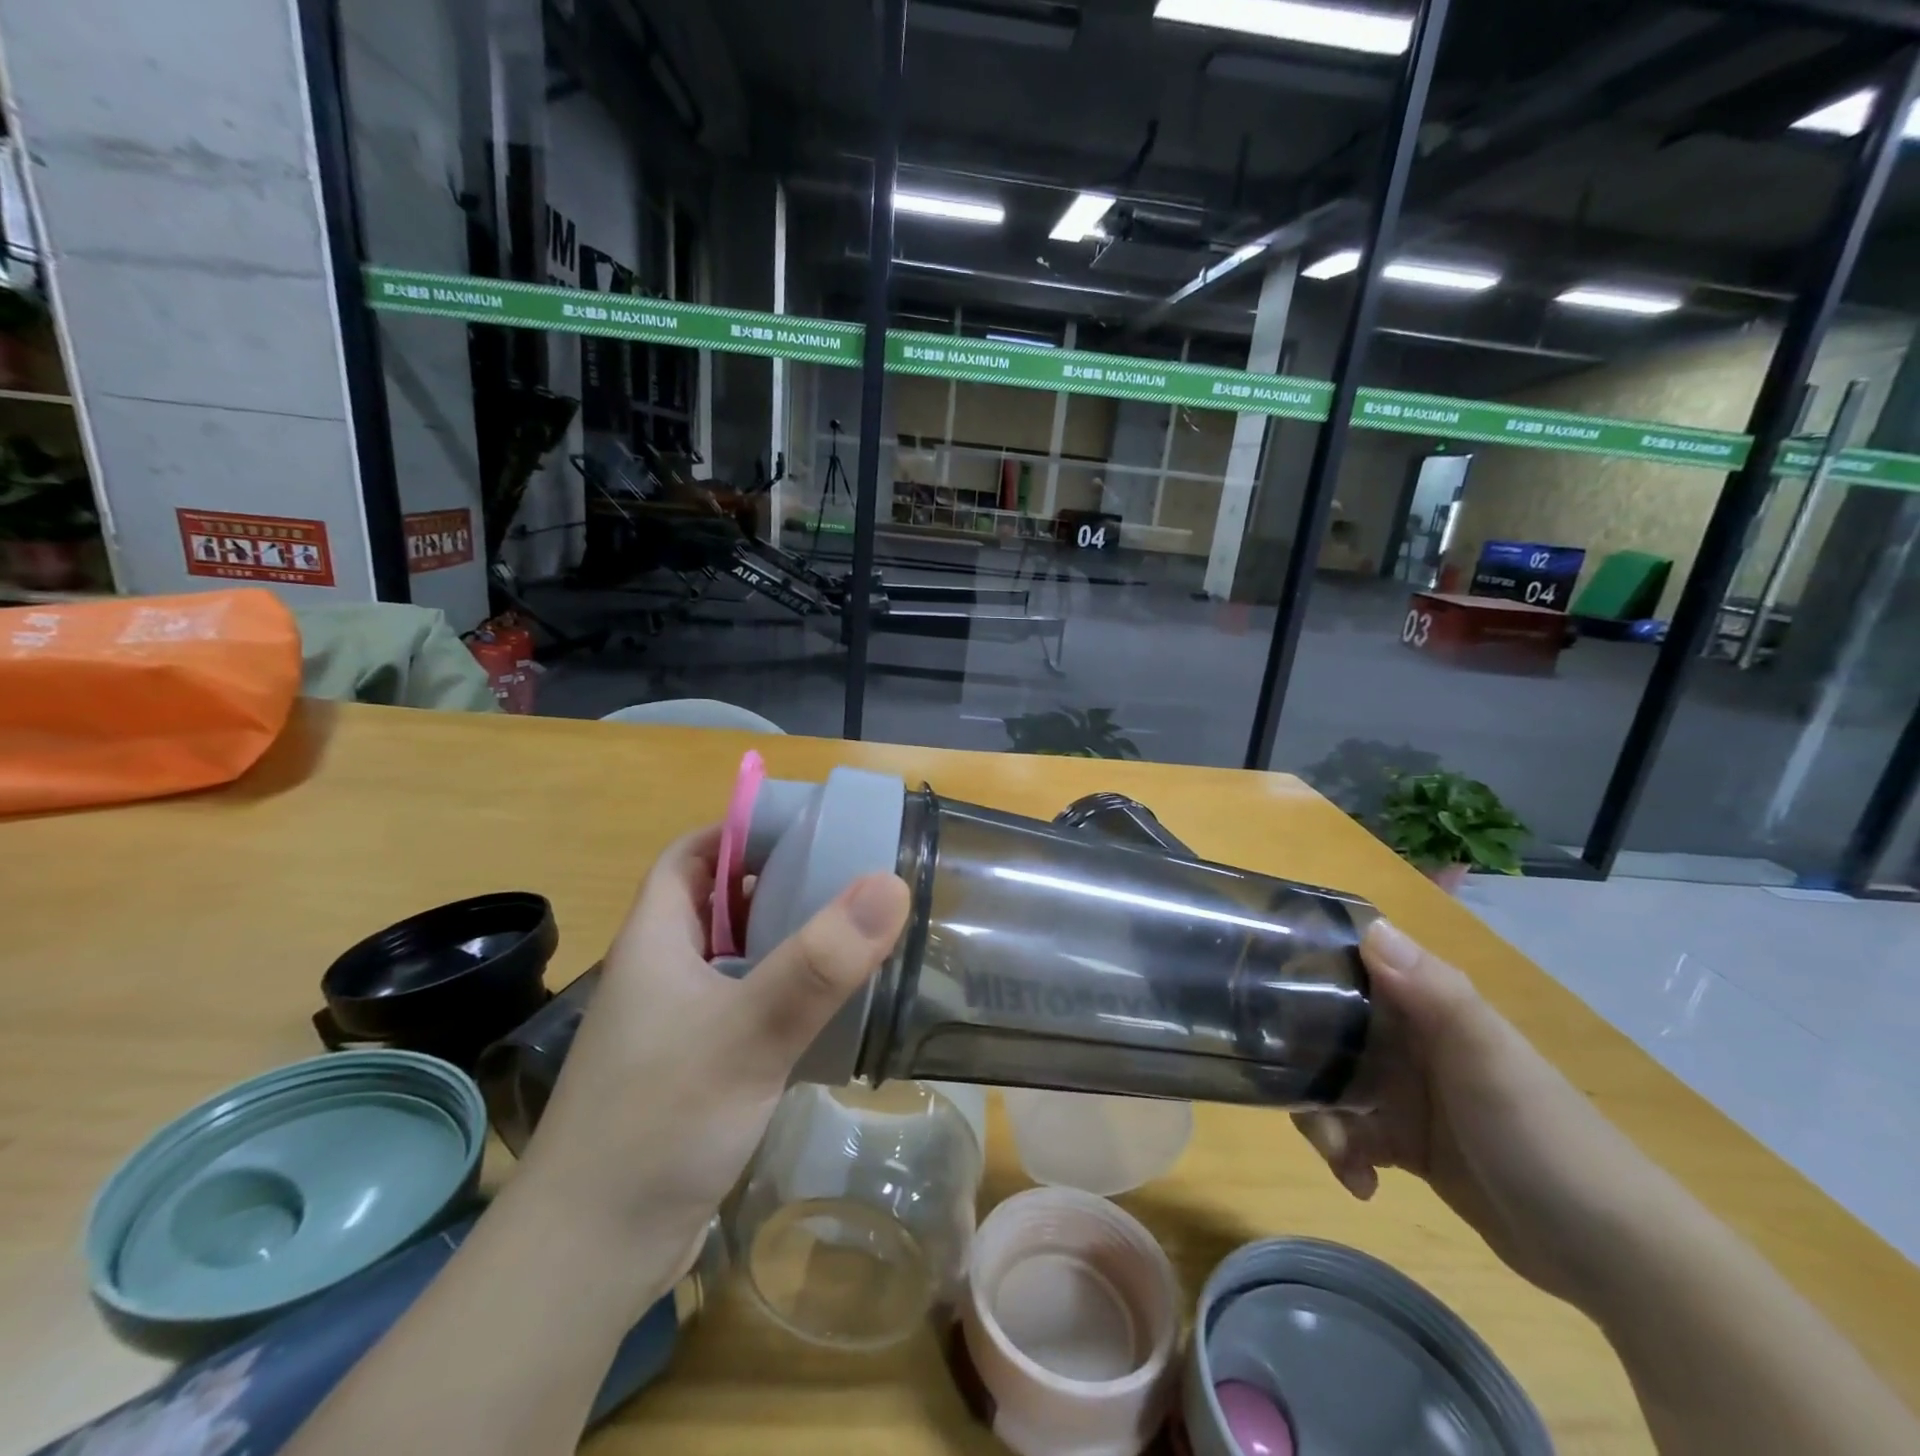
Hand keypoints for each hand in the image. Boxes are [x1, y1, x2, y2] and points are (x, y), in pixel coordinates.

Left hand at [513, 826, 910, 1295]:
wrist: (588, 1260)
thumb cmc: (658, 1125)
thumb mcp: (746, 1034)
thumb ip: (819, 962)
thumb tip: (889, 884)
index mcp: (656, 941)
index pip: (690, 855)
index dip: (739, 831)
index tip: (806, 825)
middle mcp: (662, 974)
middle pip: (719, 904)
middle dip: (778, 882)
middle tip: (848, 876)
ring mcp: (676, 1026)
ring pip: (736, 959)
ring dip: (786, 941)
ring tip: (853, 932)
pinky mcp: (695, 1072)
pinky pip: (746, 1009)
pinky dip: (786, 996)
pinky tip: (830, 1009)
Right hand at [1295, 921, 1655, 1305]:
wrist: (1614, 1255)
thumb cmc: (1544, 1137)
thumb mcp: (1488, 1058)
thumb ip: (1432, 992)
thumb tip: (1368, 927)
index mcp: (1427, 1008)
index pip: (1353, 969)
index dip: (1306, 968)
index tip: (1259, 983)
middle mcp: (1412, 1043)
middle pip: (1329, 1032)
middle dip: (1303, 1061)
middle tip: (1295, 1093)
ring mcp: (1409, 1096)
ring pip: (1333, 1087)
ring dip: (1321, 1117)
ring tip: (1338, 1153)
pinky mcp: (1409, 1145)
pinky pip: (1354, 1137)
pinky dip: (1347, 1157)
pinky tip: (1362, 1184)